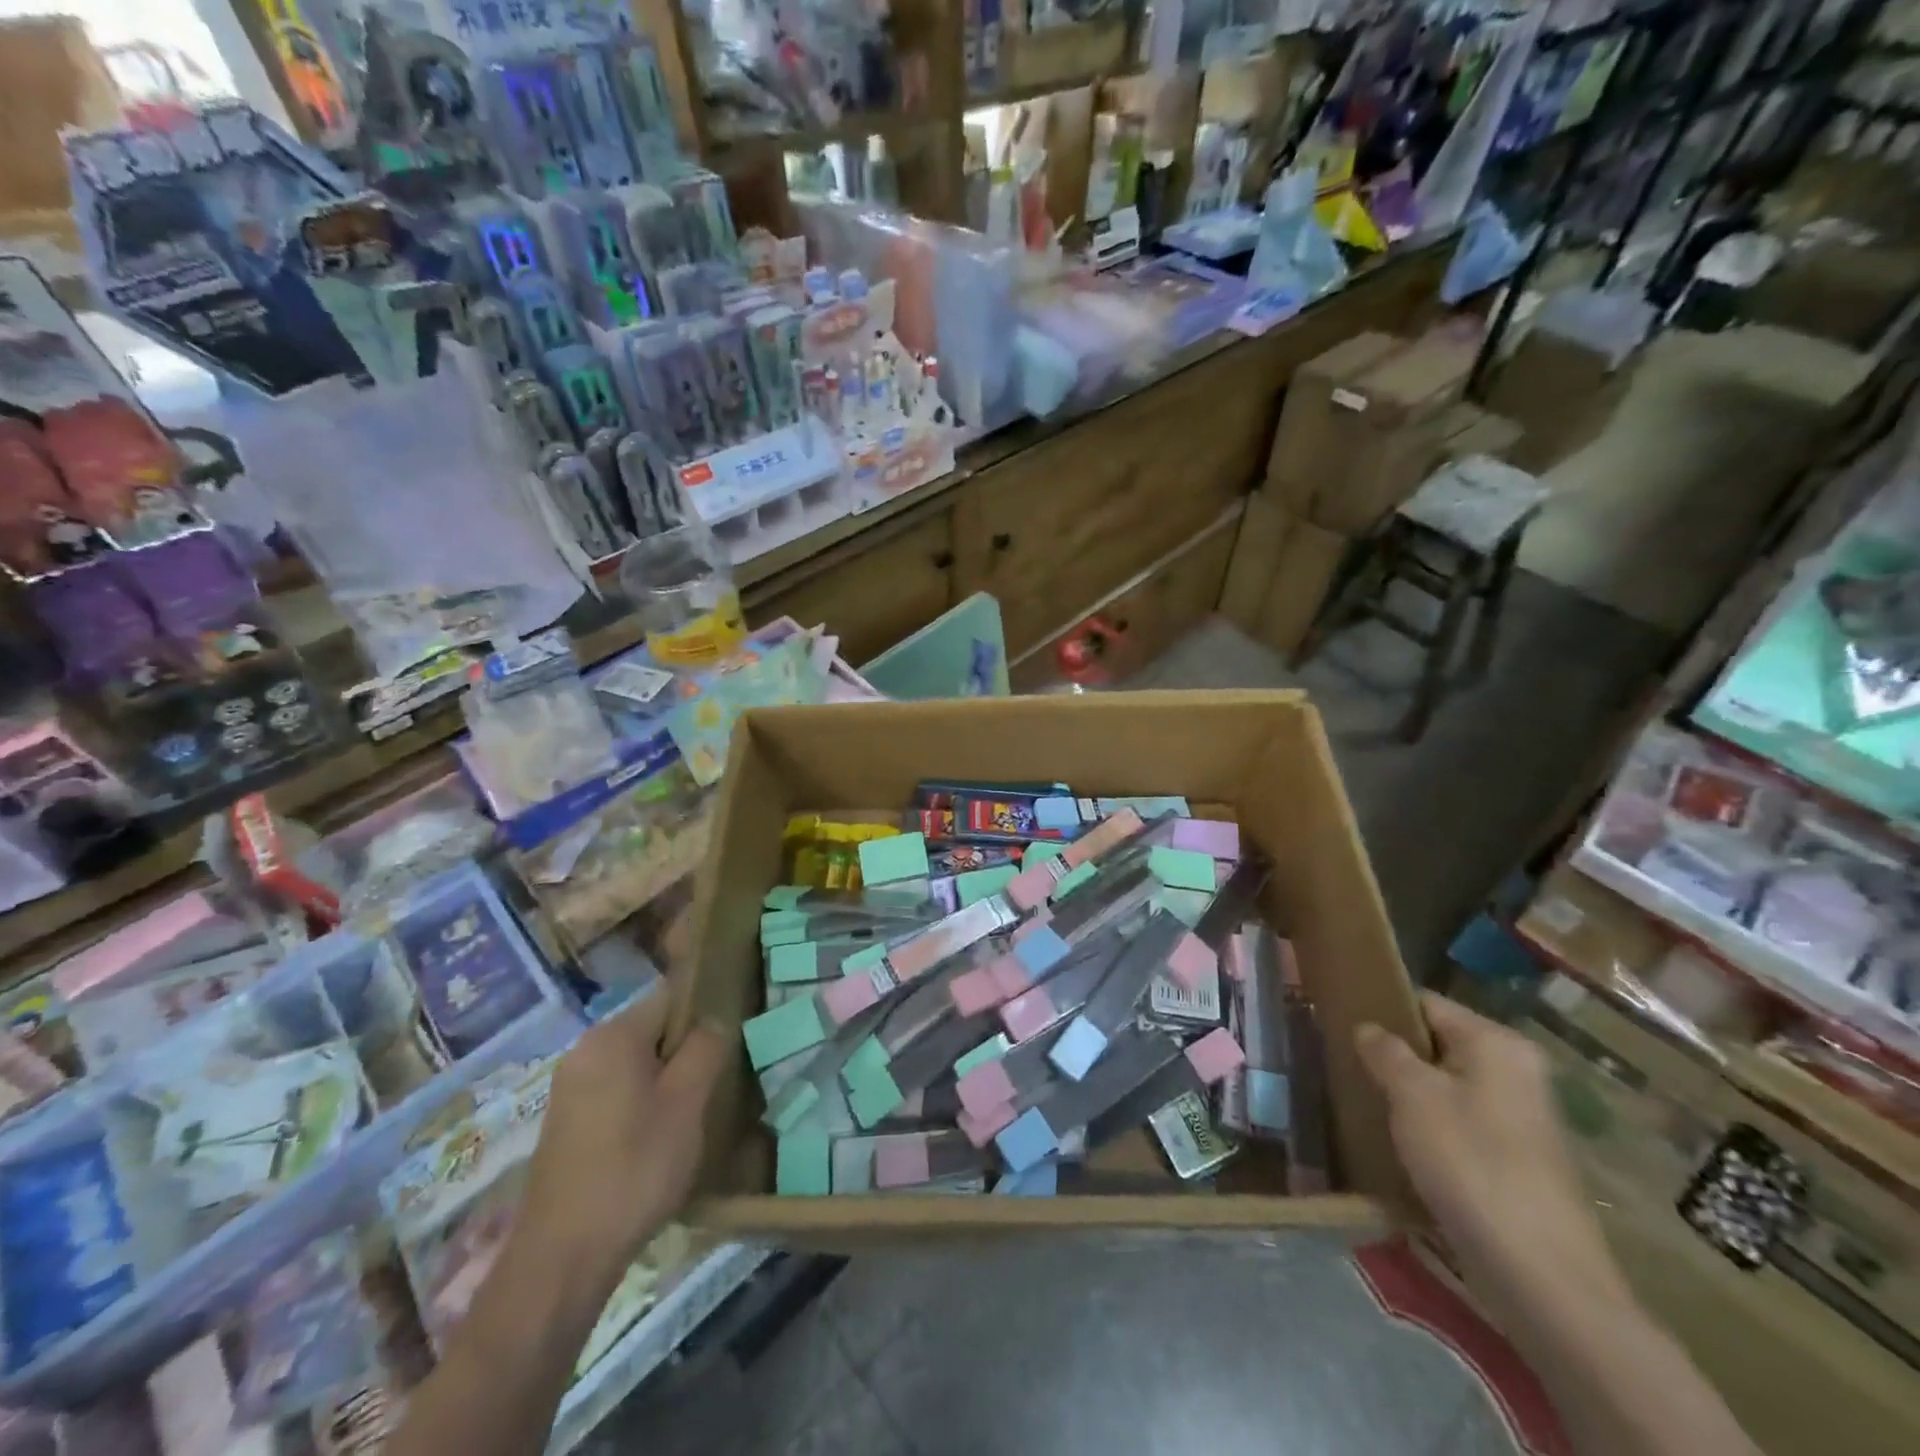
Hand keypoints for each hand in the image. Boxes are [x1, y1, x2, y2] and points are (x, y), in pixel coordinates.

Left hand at [516, 987, 726, 1285]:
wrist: (562, 1258)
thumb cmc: (634, 1168)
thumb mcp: (687, 1103)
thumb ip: (705, 1049)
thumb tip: (712, 1023)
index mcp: (613, 1035)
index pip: (672, 996)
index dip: (704, 1015)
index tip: (726, 1047)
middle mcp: (584, 1050)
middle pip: (652, 1029)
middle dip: (684, 1052)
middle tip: (711, 1087)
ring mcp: (569, 1087)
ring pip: (634, 1064)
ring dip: (663, 1080)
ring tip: (687, 1117)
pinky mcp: (564, 1122)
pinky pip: (614, 1091)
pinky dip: (639, 1104)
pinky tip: (653, 1141)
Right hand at [1355, 993, 1626, 1318]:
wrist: (1540, 1273)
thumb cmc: (1470, 1162)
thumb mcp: (1412, 1095)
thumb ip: (1385, 1051)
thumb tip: (1368, 1027)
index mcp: (1496, 1043)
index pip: (1426, 1003)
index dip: (1382, 1009)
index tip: (1340, 1023)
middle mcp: (1516, 1070)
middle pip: (1438, 1044)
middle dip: (1393, 1055)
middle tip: (1346, 1065)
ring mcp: (1520, 1117)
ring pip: (1446, 1086)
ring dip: (1408, 1094)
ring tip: (1364, 1103)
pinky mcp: (1516, 1158)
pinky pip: (1460, 1122)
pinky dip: (1430, 1126)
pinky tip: (1399, 1143)